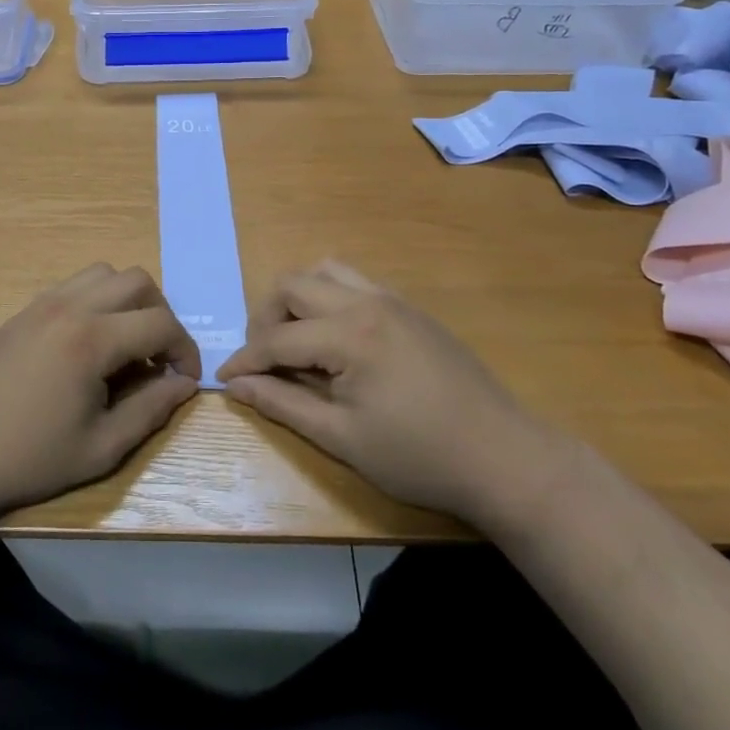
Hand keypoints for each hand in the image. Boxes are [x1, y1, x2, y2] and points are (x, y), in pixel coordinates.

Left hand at [0, 265, 199, 524]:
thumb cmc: (26, 459)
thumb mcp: (99, 448)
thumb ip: (150, 410)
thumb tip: (184, 385)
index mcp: (91, 339)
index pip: (161, 323)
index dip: (185, 349)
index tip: (185, 380)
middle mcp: (69, 307)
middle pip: (137, 281)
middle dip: (161, 315)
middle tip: (158, 357)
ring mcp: (41, 303)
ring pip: (103, 274)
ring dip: (127, 301)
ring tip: (125, 346)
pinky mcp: (22, 311)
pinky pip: (72, 286)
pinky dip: (96, 301)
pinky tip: (87, 345)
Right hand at [217, 261, 569, 531]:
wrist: (504, 457)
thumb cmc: (420, 457)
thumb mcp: (343, 438)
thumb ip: (284, 404)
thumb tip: (235, 385)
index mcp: (349, 335)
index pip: (277, 337)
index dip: (245, 359)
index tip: (224, 379)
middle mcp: (366, 302)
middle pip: (293, 285)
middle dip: (265, 318)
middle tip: (263, 359)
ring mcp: (392, 300)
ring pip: (325, 272)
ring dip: (298, 298)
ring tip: (296, 340)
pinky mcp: (410, 308)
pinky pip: (355, 281)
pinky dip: (329, 297)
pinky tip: (335, 338)